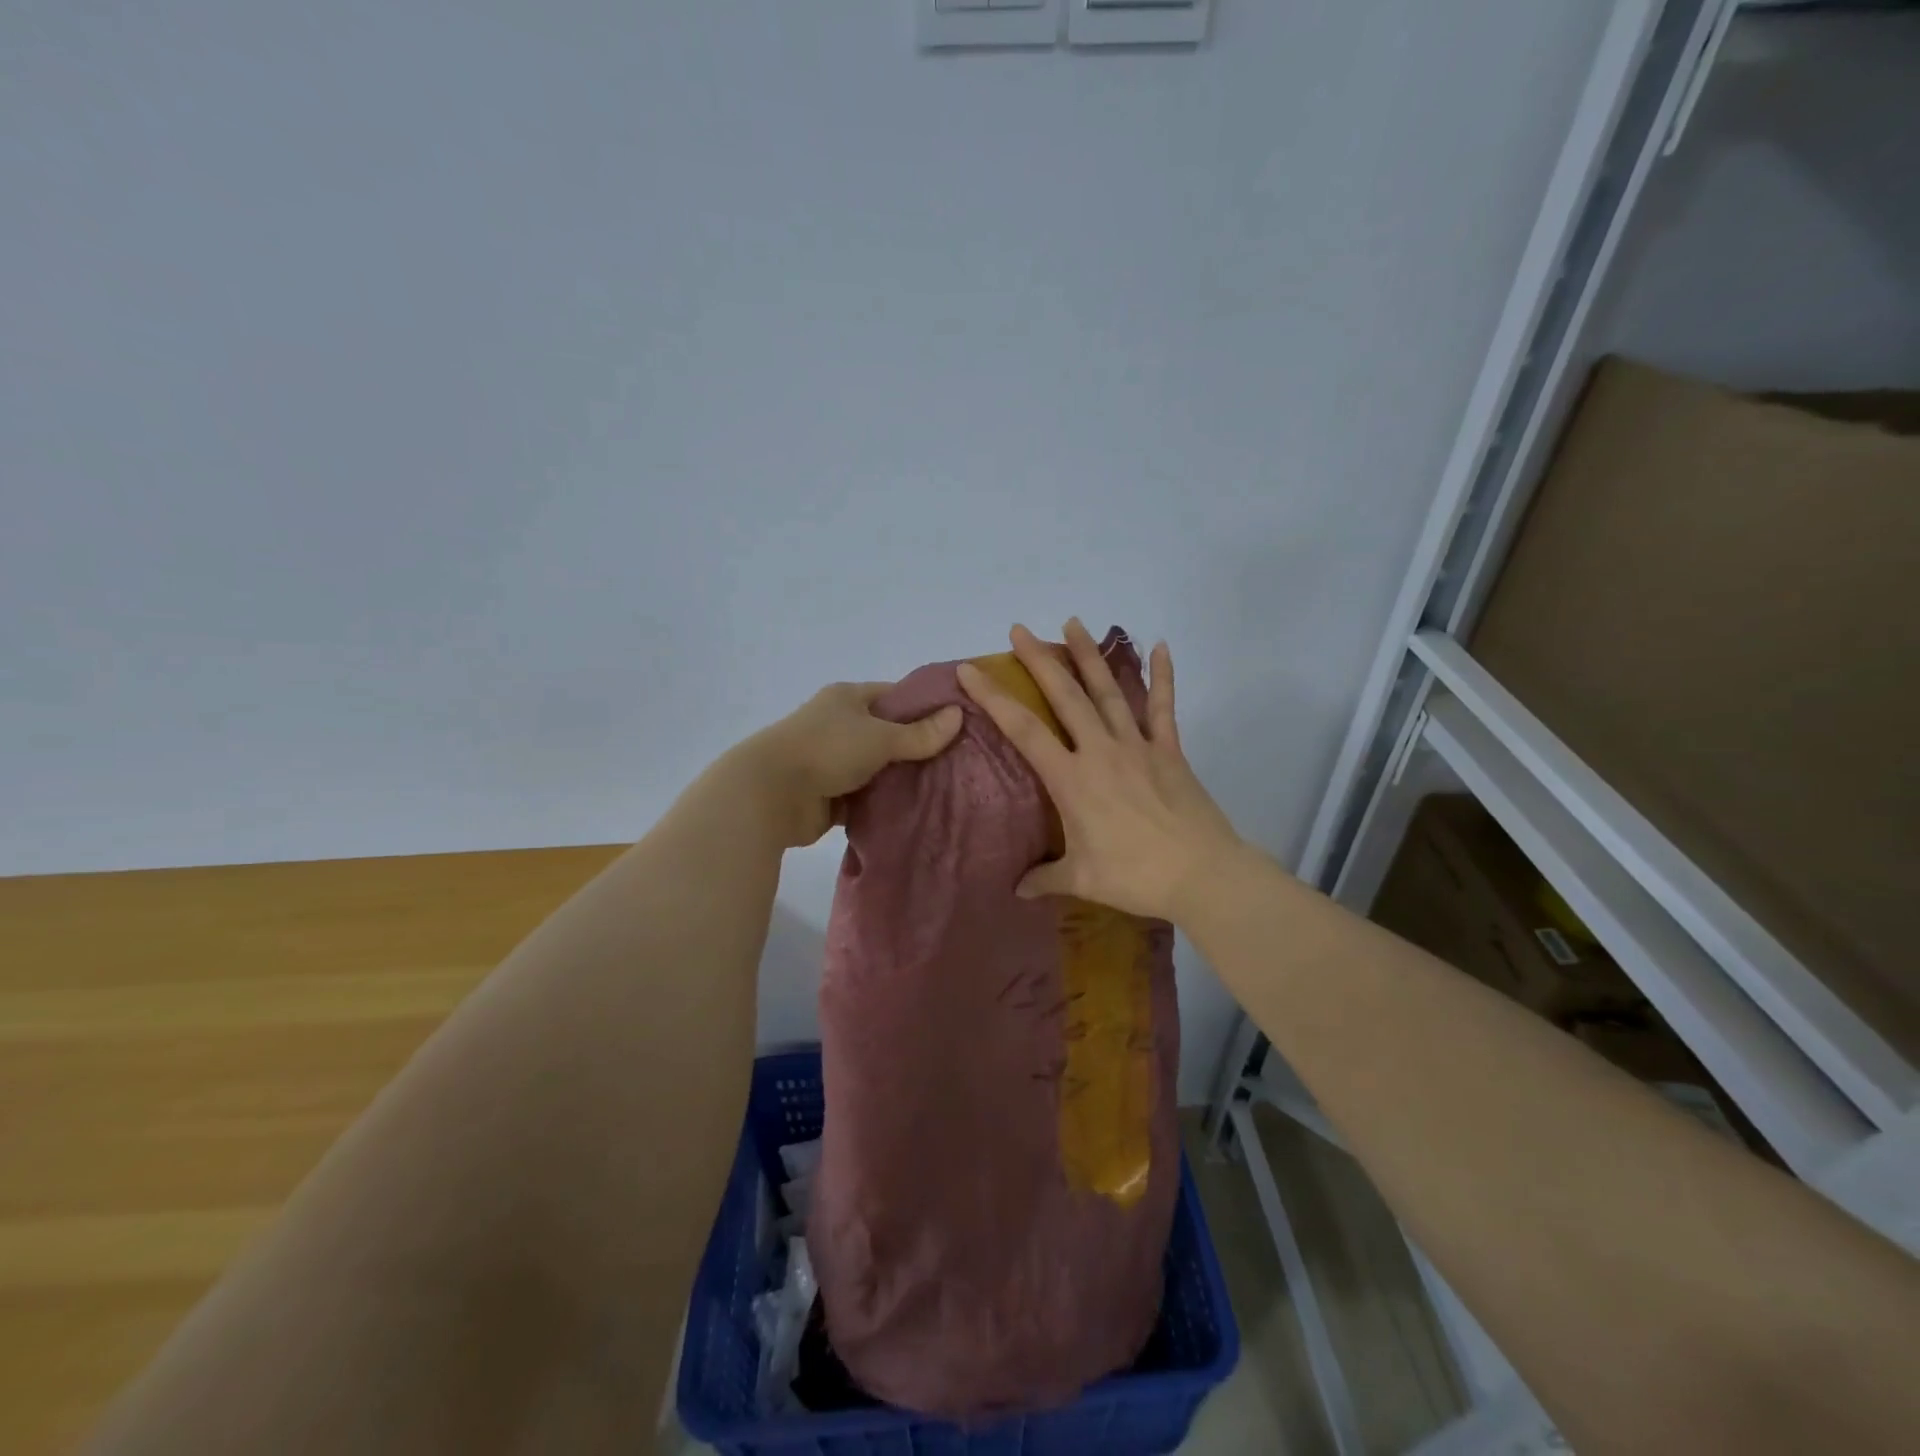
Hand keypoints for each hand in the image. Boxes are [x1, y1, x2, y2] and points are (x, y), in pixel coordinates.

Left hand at [739, 682, 963, 847]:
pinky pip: (866, 798)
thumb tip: (958, 714)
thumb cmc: (827, 750)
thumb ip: (920, 733)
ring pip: (878, 768)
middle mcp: (840, 725)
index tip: (958, 723)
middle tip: (959, 761)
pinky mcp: (830, 795)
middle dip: (918, 748)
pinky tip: (916, 810)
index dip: (925, 707)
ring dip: (901, 779)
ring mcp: (833, 761)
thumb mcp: (880, 736)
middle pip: (888, 734)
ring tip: (945, 787)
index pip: (895, 695)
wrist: (770, 794)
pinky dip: (884, 804)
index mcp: (848, 698)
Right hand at [956, 620, 1241, 921]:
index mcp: (1071, 779)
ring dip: (1090, 655)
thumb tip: (1018, 888)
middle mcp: (1100, 751)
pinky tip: (1161, 646)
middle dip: (1040, 660)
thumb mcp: (1081, 879)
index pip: (1023, 730)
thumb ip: (1046, 877)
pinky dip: (1162, 677)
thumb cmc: (1134, 876)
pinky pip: (1163, 708)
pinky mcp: (1169, 751)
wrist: (1200, 874)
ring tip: (1073, 622)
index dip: (993, 698)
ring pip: (1108, 691)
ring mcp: (1137, 746)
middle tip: (1020, 629)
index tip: (970, 669)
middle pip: (1065, 696)